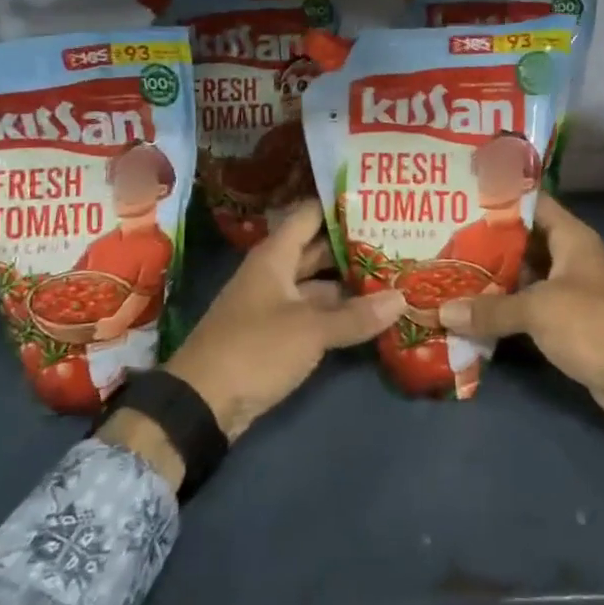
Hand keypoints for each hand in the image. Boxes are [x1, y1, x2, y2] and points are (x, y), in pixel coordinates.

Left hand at [106, 205, 404, 461]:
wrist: (201, 404)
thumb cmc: (254, 349)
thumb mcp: (310, 331)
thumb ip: (356, 316)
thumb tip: (402, 298)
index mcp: (275, 256)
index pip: (310, 215)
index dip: (339, 205)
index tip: (376, 200)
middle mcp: (274, 273)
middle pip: (318, 250)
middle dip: (354, 246)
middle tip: (397, 239)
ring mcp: (275, 305)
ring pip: (319, 284)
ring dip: (350, 283)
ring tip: (393, 275)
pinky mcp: (277, 334)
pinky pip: (314, 313)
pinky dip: (339, 312)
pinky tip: (371, 314)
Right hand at [437, 197, 603, 450]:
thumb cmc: (594, 324)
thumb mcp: (538, 309)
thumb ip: (490, 309)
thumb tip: (441, 311)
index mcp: (571, 238)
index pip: (533, 204)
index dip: (501, 198)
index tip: (462, 196)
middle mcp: (570, 259)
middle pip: (523, 243)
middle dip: (486, 243)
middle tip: (442, 239)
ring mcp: (570, 293)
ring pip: (524, 279)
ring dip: (492, 281)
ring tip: (447, 273)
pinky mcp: (568, 326)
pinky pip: (529, 310)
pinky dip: (504, 312)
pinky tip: (470, 314)